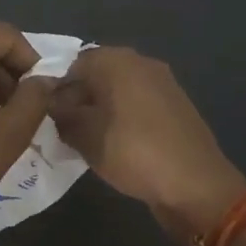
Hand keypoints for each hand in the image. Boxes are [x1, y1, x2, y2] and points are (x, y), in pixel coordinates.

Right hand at [48, 48, 245, 235]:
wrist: (196, 185)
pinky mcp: (176, 105)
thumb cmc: (133, 152)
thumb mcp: (85, 136)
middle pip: (98, 74)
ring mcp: (163, 83)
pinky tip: (119, 145)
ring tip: (90, 140)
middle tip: (67, 129)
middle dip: (80, 98)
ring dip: (102, 109)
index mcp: (116, 60)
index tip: (49, 116)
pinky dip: (125, 118)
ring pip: (119, 90)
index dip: (58, 89)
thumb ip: (62, 114)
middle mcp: (141, 62)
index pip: (74, 64)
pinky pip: (139, 104)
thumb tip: (53, 104)